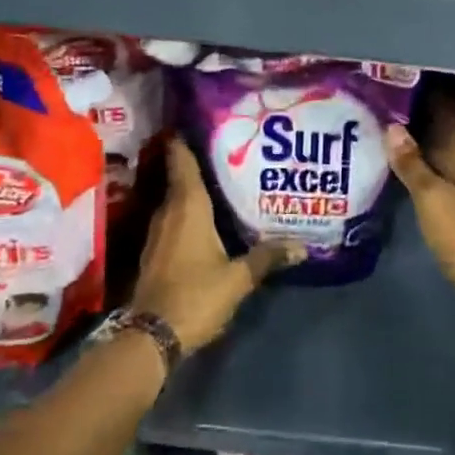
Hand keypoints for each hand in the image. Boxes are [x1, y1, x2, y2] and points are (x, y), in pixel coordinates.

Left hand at [131, 137, 302, 354]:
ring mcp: (159, 232)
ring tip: (224, 179)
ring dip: (194, 188)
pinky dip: (189, 211)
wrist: (151, 336)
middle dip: (200, 161)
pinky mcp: (156, 251)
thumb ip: (267, 257)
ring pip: (177, 199)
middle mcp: (169, 211)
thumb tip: (302, 246)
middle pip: (181, 176)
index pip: (182, 159)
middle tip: (228, 147)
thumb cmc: (195, 295)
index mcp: (187, 207)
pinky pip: (175, 219)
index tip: (198, 117)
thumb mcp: (238, 278)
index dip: (185, 137)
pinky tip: (209, 218)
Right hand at [384, 97, 454, 335]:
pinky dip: (421, 155)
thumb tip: (390, 126)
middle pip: (441, 119)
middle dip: (410, 111)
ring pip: (439, 140)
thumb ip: (410, 161)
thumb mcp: (432, 199)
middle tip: (371, 101)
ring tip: (374, 121)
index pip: (444, 103)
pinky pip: (441, 159)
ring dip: (414, 134)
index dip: (414, 92)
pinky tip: (393, 154)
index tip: (382, 83)